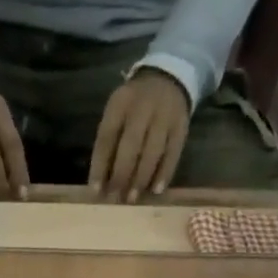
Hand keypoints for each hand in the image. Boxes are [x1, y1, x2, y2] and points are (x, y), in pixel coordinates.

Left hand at [90, 68, 190, 202]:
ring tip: (132, 198)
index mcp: (120, 103)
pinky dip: (164, 173)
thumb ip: (109, 142)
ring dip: (141, 178)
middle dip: (121, 174)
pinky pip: (173, 153)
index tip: (96, 190)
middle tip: (115, 198)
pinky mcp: (181, 126)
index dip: (100, 165)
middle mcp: (143, 107)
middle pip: (131, 144)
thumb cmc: (134, 106)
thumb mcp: (117, 113)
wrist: (168, 78)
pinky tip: (156, 190)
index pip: (107, 137)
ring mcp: (165, 116)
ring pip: (153, 151)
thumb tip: (101, 182)